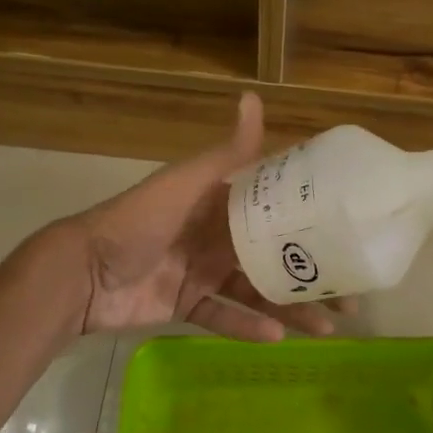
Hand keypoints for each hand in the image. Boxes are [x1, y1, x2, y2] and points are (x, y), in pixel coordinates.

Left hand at [45, 93, 347, 341]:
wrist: (83, 273)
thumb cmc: (140, 221)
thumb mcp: (187, 183)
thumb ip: (226, 154)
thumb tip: (253, 96)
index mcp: (220, 205)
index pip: (276, 214)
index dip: (312, 226)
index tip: (348, 239)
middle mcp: (216, 238)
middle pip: (273, 259)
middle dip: (310, 278)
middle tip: (349, 300)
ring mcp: (201, 274)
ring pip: (256, 293)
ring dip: (290, 308)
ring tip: (325, 329)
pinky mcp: (185, 306)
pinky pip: (223, 318)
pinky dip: (248, 326)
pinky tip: (277, 336)